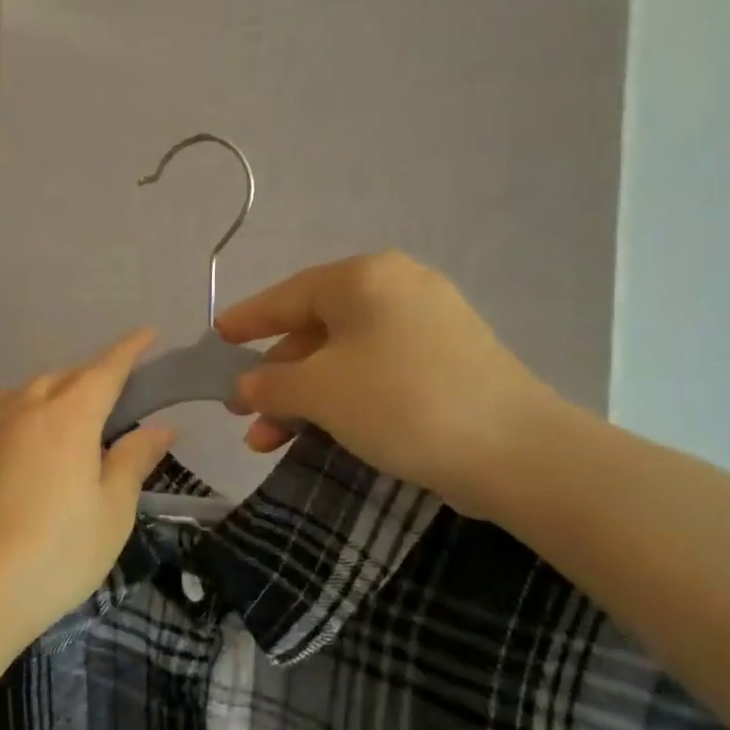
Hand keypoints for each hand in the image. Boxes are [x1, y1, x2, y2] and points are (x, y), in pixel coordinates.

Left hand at [0, 330, 175, 640]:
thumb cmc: (57, 555)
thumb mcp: (112, 512)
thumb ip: (134, 460)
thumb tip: (161, 427)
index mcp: (68, 418)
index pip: (105, 370)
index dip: (129, 350)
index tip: (147, 333)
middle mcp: (24, 409)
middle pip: (65, 377)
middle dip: (93, 377)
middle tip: (115, 397)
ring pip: (27, 390)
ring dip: (54, 391)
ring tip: (68, 414)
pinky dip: (17, 407)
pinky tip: (19, 427)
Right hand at [218, 252, 557, 518]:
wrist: (515, 451)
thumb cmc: (401, 402)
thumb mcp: (320, 391)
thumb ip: (271, 382)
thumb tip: (245, 384)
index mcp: (365, 279)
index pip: (288, 295)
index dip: (247, 319)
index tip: (215, 338)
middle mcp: (397, 289)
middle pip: (315, 330)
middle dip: (274, 377)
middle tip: (242, 411)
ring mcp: (428, 325)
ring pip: (344, 358)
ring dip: (304, 398)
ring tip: (268, 442)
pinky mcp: (447, 363)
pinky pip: (376, 373)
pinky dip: (342, 400)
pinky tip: (320, 433)